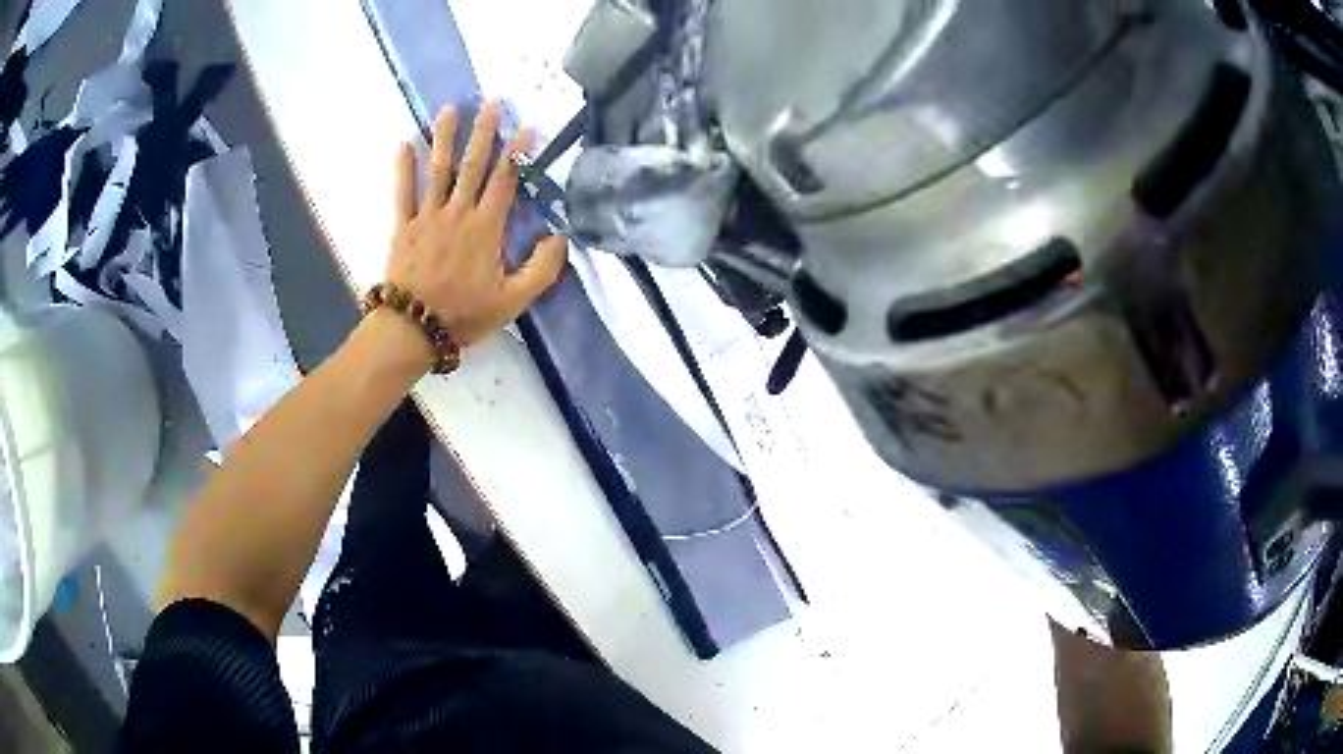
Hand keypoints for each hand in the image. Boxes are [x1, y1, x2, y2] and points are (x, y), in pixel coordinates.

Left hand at [387, 102, 567, 347]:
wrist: (414, 329)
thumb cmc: (464, 314)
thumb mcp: (514, 301)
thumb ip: (542, 269)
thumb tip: (559, 237)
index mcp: (486, 228)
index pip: (505, 181)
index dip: (517, 153)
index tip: (526, 127)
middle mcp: (458, 213)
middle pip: (473, 166)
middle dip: (483, 132)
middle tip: (490, 103)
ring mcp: (427, 217)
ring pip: (439, 170)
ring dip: (445, 138)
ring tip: (449, 109)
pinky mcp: (403, 227)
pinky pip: (403, 193)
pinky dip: (403, 168)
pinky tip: (403, 143)